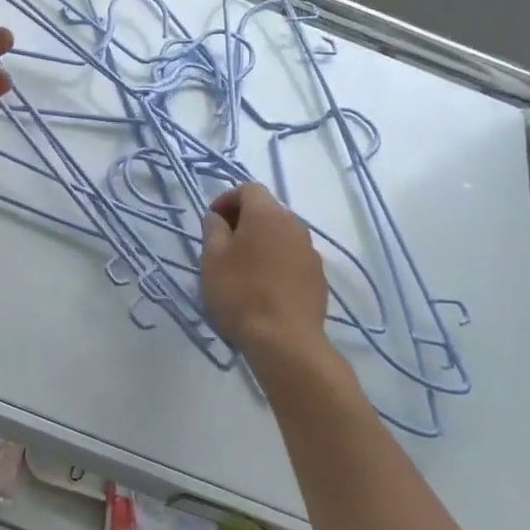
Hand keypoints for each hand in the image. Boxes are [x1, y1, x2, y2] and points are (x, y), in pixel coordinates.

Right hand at [201, 183, 328, 357]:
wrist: (285, 340)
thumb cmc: (241, 292)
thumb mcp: (212, 258)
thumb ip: (213, 229)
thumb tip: (218, 217)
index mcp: (266, 214)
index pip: (248, 189)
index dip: (226, 200)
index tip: (212, 222)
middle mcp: (294, 224)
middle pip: (267, 210)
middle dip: (244, 220)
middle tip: (223, 244)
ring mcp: (310, 251)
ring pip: (281, 234)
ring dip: (262, 241)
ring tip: (243, 267)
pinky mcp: (318, 276)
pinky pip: (292, 256)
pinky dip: (276, 260)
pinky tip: (264, 286)